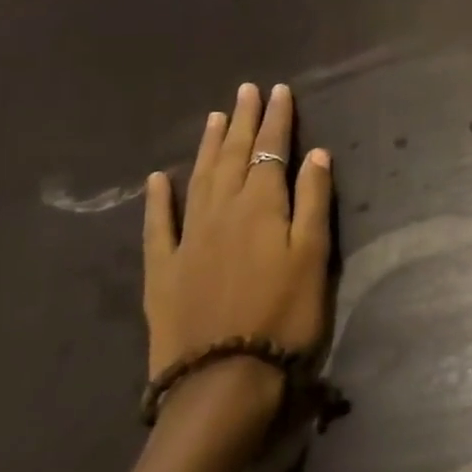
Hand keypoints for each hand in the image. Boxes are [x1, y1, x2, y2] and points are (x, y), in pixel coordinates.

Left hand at [142, 83, 331, 425]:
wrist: (223, 380)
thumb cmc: (284, 315)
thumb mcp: (313, 256)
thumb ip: (313, 201)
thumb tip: (314, 154)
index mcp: (261, 205)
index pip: (270, 149)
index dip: (276, 119)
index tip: (279, 91)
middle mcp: (221, 211)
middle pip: (232, 156)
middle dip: (242, 121)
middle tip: (245, 90)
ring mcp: (187, 239)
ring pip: (198, 179)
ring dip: (206, 146)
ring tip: (213, 117)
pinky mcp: (163, 270)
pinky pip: (158, 225)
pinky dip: (157, 199)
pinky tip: (157, 179)